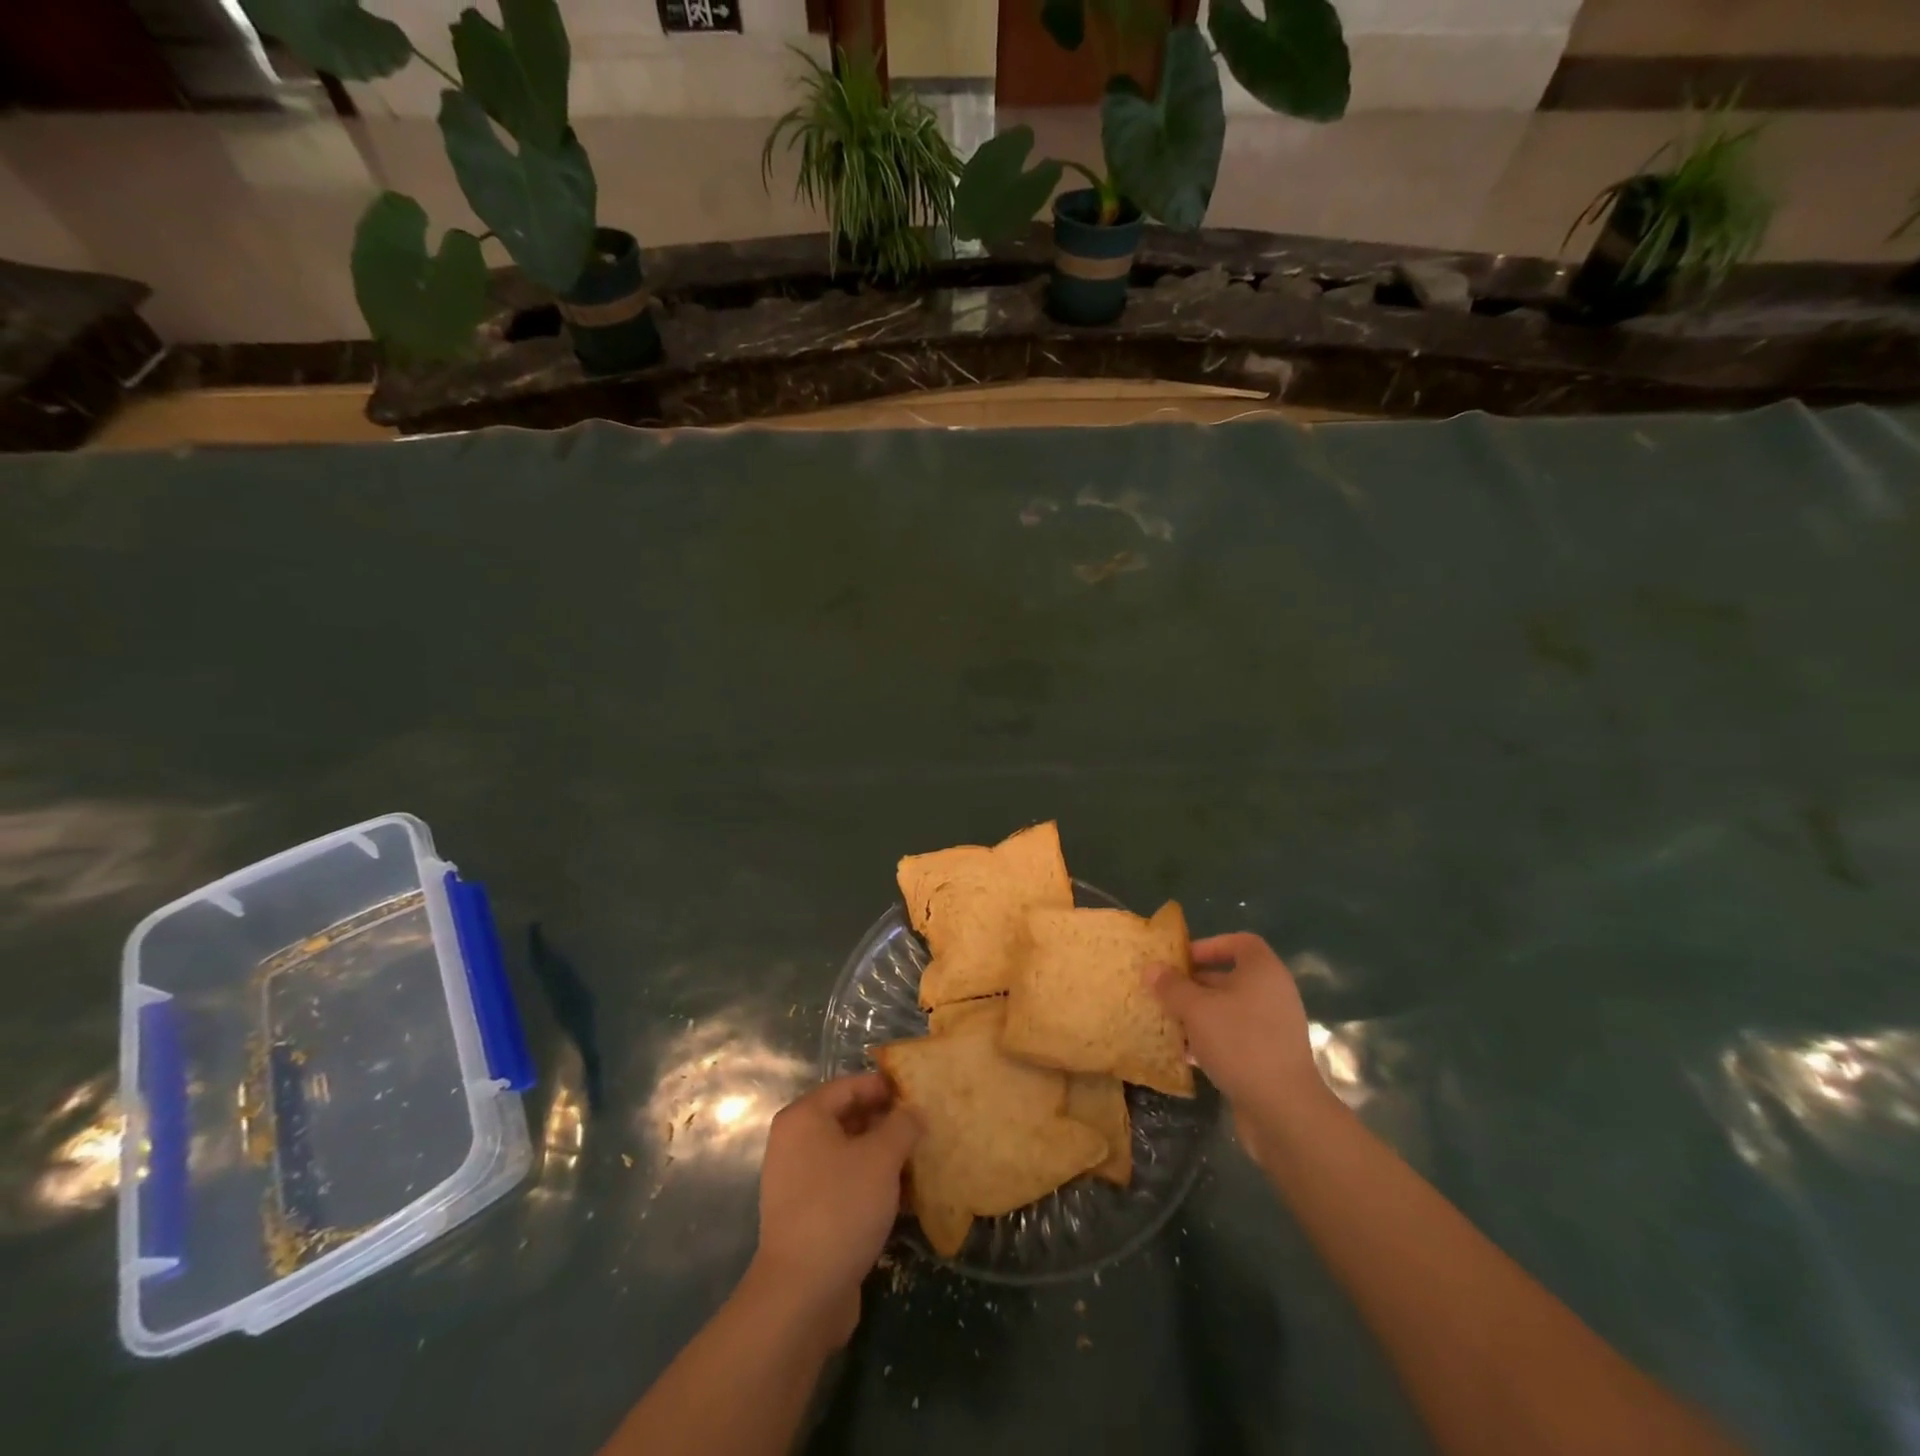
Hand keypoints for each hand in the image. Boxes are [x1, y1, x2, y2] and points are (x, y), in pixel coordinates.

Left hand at [745, 1072, 920, 1347]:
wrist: (802, 1295)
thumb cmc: (841, 1207)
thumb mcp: (881, 1157)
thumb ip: (902, 1125)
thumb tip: (914, 1111)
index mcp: (804, 1118)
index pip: (850, 1086)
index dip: (885, 1087)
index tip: (919, 1092)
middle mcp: (796, 1144)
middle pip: (849, 1119)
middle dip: (888, 1123)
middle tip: (926, 1127)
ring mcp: (799, 1182)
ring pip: (851, 1155)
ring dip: (885, 1157)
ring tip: (923, 1161)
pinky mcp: (809, 1216)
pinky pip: (846, 1186)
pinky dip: (874, 1186)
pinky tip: (907, 1198)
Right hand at [1151, 932, 1329, 1149]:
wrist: (1283, 1110)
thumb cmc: (1240, 1043)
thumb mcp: (1196, 1009)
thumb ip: (1172, 986)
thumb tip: (1151, 969)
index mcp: (1263, 972)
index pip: (1239, 942)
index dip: (1209, 945)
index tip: (1181, 960)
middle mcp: (1272, 994)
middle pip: (1230, 977)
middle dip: (1194, 983)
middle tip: (1163, 991)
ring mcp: (1273, 1028)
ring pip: (1229, 1010)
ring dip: (1198, 1014)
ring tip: (1168, 1022)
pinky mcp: (1268, 1057)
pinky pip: (1234, 1037)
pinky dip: (1210, 1039)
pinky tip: (1185, 1054)